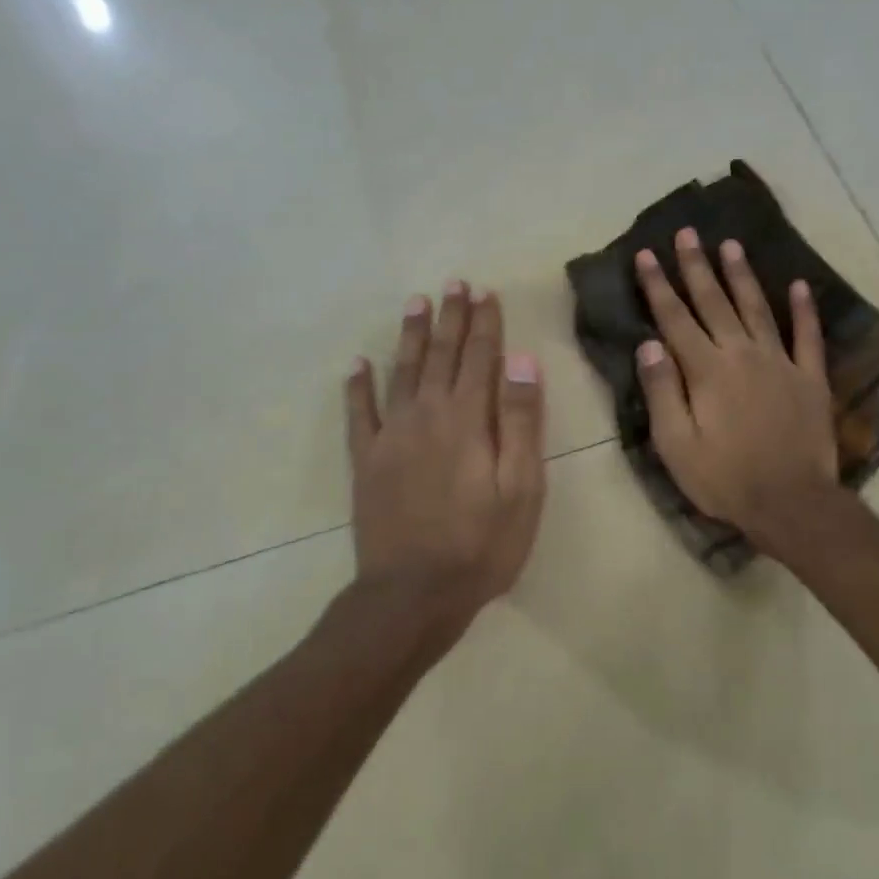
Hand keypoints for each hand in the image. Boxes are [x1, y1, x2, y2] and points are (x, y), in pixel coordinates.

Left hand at [346, 282, 546, 629]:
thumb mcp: (521, 487)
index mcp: (467, 420)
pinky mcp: (366, 461)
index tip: (486, 293)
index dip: (485, 324)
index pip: (480, 358)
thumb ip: (520, 422)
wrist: (413, 594)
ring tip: (415, 303)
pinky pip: (358, 414)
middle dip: (449, 318)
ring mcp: (390, 436)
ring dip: (410, 336)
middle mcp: (425, 415)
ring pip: (401, 372)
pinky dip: (357, 386)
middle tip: (453, 284)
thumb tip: (521, 361)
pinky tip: (357, 365)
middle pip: (439, 355)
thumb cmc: (481, 545)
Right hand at [634, 229, 837, 550]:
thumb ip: (663, 391)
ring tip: (731, 245)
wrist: (791, 503)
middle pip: (715, 303)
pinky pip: (808, 336)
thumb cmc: (724, 479)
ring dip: (742, 276)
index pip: (675, 319)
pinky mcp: (810, 378)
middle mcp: (742, 355)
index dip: (658, 286)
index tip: (646, 255)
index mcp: (706, 371)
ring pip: (758, 308)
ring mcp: (780, 363)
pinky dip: (805, 310)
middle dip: (697, 267)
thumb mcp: (676, 444)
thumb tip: (649, 344)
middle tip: (687, 233)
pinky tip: (800, 285)